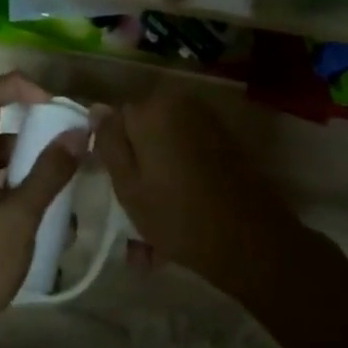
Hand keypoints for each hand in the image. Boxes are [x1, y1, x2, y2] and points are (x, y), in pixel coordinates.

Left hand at [0, 73, 82, 346]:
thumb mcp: (19, 219)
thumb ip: (48, 175)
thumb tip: (76, 133)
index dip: (20, 87)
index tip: (56, 106)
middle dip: (39, 140)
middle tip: (74, 159)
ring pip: (2, 171)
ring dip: (35, 177)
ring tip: (66, 204)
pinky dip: (22, 203)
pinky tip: (46, 232)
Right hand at [95, 94, 311, 299]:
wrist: (250, 241)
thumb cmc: (178, 215)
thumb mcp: (128, 184)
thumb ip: (110, 141)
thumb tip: (97, 108)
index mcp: (153, 110)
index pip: (114, 122)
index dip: (111, 155)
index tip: (113, 189)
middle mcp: (182, 106)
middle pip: (143, 135)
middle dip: (136, 171)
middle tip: (131, 217)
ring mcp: (208, 125)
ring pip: (165, 153)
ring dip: (156, 185)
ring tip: (151, 240)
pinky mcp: (226, 146)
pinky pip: (187, 162)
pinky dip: (178, 186)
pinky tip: (174, 227)